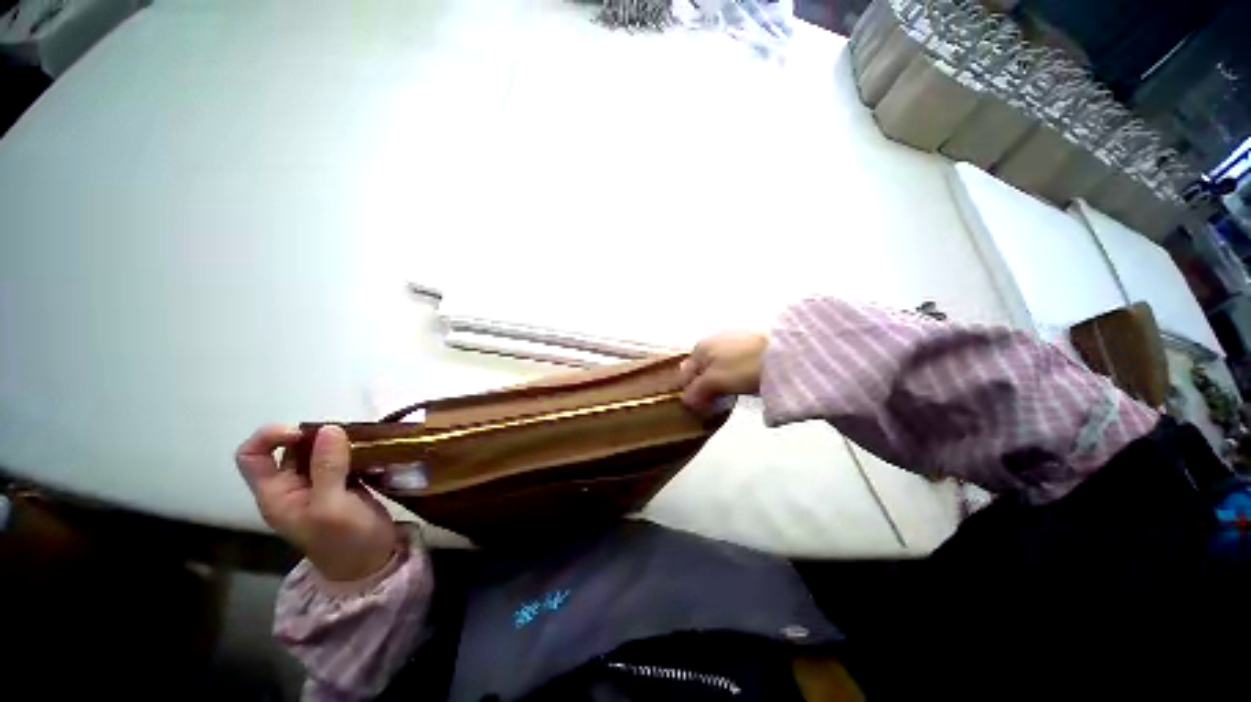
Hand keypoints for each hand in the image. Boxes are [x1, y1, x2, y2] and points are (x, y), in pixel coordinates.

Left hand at [236, 424, 398, 581]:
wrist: (372, 561)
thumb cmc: (344, 540)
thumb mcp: (332, 506)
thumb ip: (328, 468)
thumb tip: (329, 428)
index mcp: (276, 493)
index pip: (252, 455)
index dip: (271, 437)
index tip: (305, 434)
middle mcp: (292, 486)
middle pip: (290, 448)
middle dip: (315, 437)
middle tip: (346, 437)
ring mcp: (319, 485)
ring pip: (319, 450)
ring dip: (339, 442)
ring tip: (363, 443)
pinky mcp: (343, 483)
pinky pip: (342, 458)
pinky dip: (354, 450)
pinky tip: (370, 451)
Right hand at [680, 331, 767, 412]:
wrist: (785, 352)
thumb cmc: (743, 367)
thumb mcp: (715, 381)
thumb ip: (697, 391)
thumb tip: (685, 400)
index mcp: (700, 347)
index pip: (684, 374)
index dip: (687, 392)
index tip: (697, 408)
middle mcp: (711, 339)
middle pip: (700, 368)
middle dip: (702, 385)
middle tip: (711, 403)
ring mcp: (731, 338)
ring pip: (716, 365)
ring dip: (717, 380)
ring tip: (727, 394)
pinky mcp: (749, 342)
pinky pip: (732, 361)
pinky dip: (731, 372)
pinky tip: (741, 381)